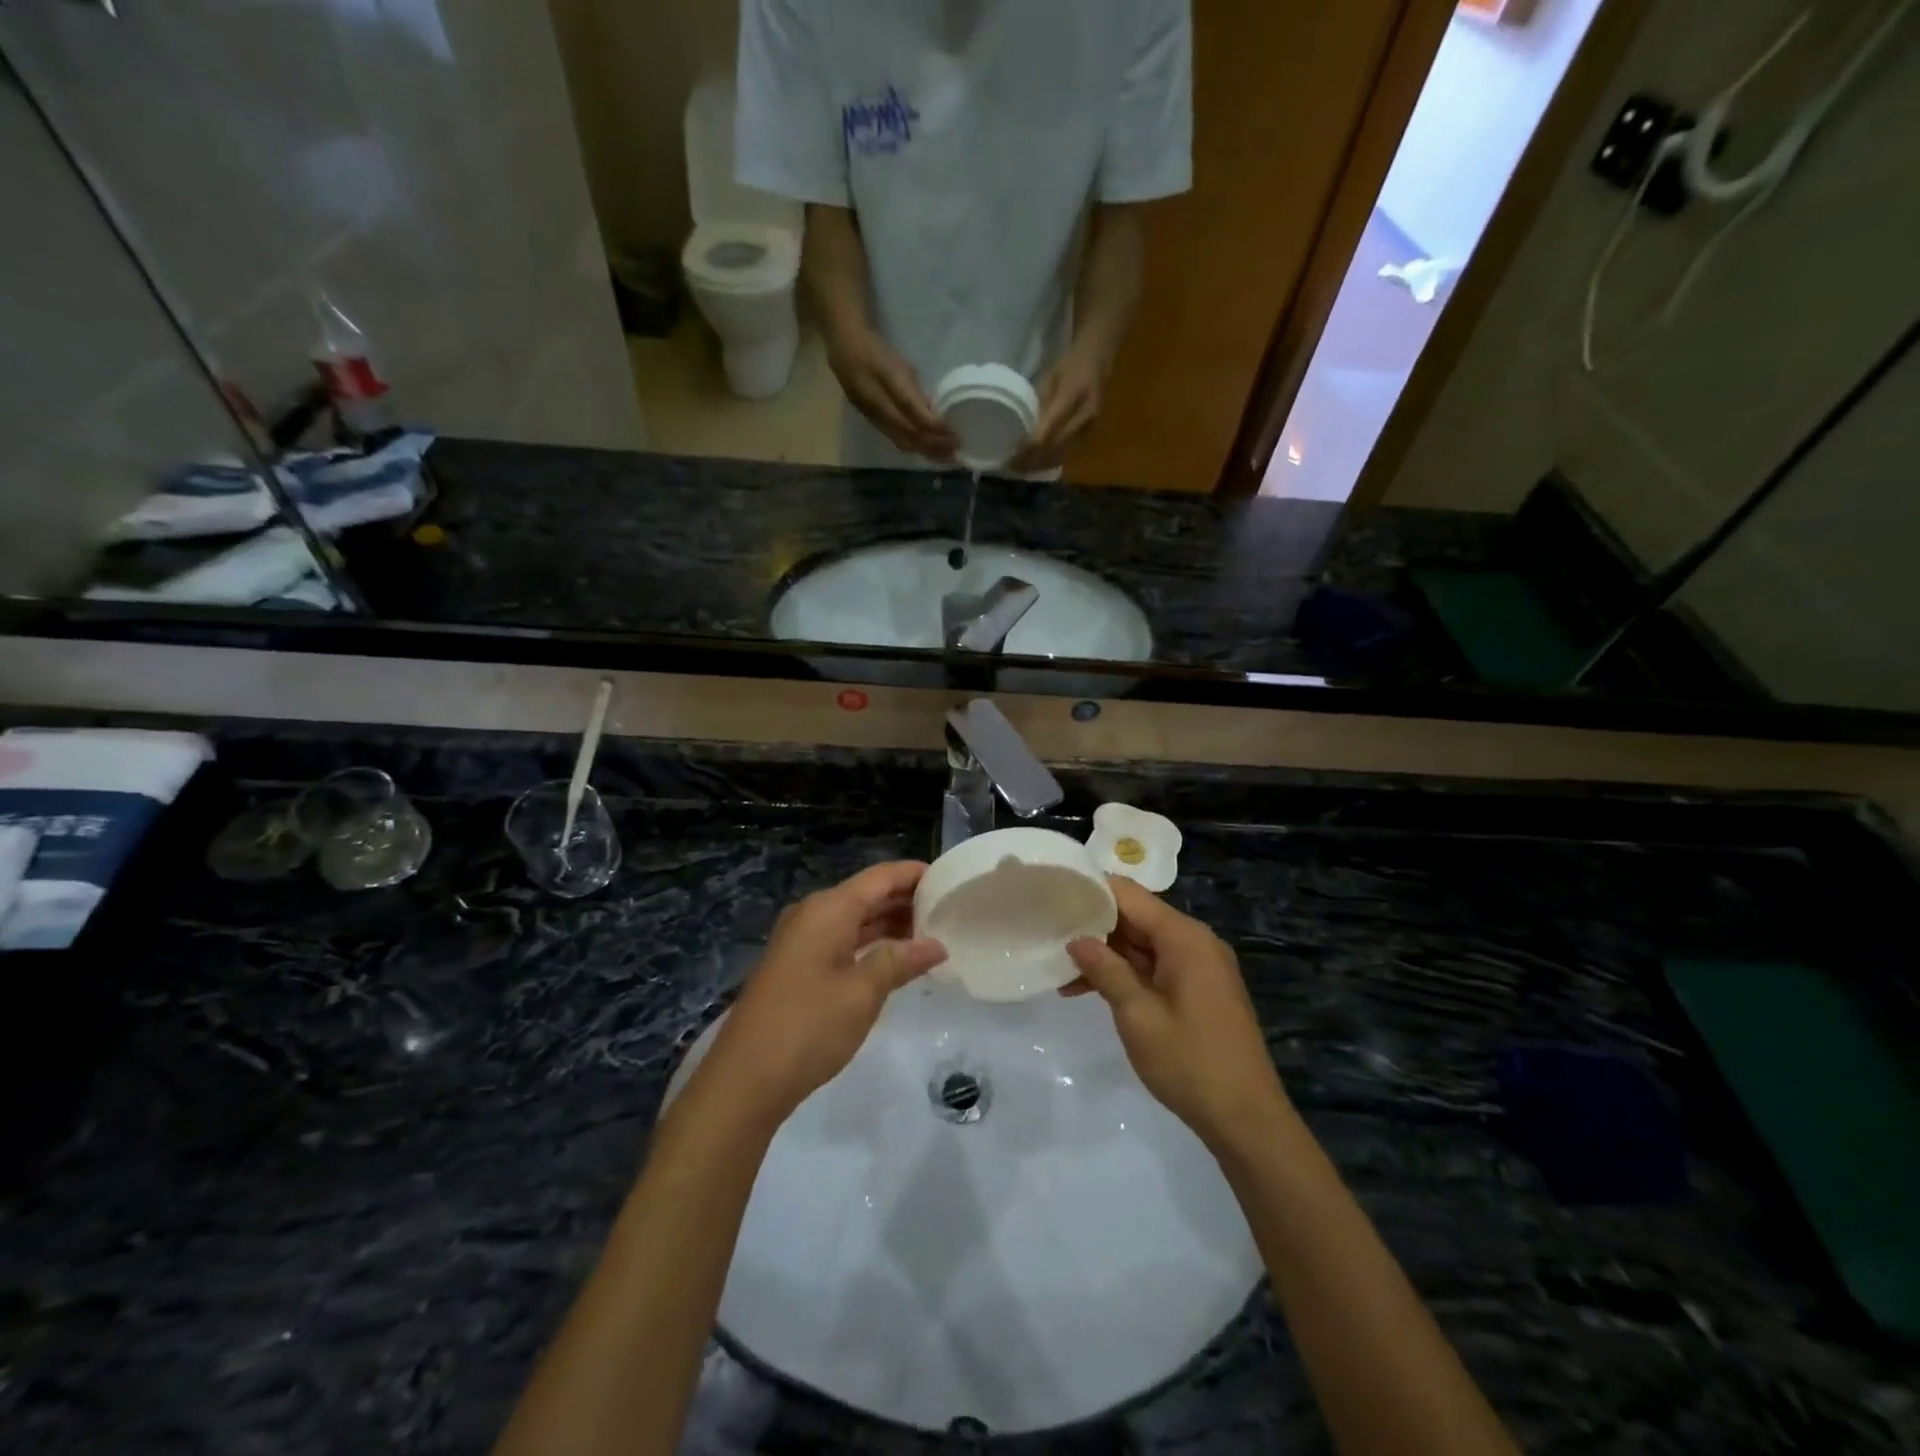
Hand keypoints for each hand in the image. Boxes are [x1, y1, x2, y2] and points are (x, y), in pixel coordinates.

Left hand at [698, 862, 947, 1126]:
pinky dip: (870, 943)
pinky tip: (896, 959)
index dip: (914, 874)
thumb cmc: (809, 1027)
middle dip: (906, 900)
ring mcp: (801, 940)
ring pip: (854, 918)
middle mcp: (813, 914)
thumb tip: (937, 945)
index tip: (950, 878)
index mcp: (828, 909)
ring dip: (890, 923)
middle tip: (949, 910)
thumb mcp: (863, 993)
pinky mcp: (796, 965)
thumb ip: (901, 961)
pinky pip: (841, 939)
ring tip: (932, 933)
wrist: (744, 1079)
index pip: (880, 877)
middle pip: (867, 894)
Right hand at [825, 327, 957, 460]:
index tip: (954, 434)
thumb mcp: (900, 363)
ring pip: (901, 441)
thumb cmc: (875, 350)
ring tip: (944, 457)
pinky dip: (913, 447)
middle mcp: (879, 406)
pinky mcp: (872, 422)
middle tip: (955, 453)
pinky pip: (895, 439)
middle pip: (909, 433)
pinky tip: (925, 450)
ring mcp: (873, 417)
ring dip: (924, 451)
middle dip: (933, 445)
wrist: (842, 349)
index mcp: (887, 383)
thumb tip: (933, 412)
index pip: (914, 413)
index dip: (935, 427)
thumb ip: (915, 389)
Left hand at [1010, 346, 1105, 473]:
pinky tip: (1039, 465)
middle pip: (1055, 446)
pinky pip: (1070, 453)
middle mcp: (1085, 415)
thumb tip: (1023, 432)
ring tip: (1023, 469)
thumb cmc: (1069, 365)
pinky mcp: (1091, 434)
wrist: (1098, 360)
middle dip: (1033, 459)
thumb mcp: (1049, 378)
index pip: (1048, 429)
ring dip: (1042, 464)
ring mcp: (1090, 427)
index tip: (1012, 456)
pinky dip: (1052, 461)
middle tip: (1013, 467)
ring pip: (1063, 454)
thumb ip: (1039, 404)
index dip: (1030, 446)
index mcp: (1073, 395)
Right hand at [1066, 878, 1291, 1151]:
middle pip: (1136, 917)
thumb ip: (1105, 970)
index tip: (1054, 896)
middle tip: (1049, 932)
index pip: (1129, 894)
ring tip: (1060, 968)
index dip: (1091, 891)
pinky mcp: (1198, 988)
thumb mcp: (1137, 1015)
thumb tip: (1076, 939)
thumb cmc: (1189, 1063)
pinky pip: (1155, 966)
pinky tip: (1088, 989)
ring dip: (1105, 954)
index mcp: (1184, 937)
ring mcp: (1199, 965)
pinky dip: (1126, 973)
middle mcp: (1195, 941)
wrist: (1247, 1119)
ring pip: (1143, 944)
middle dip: (1093, 925)